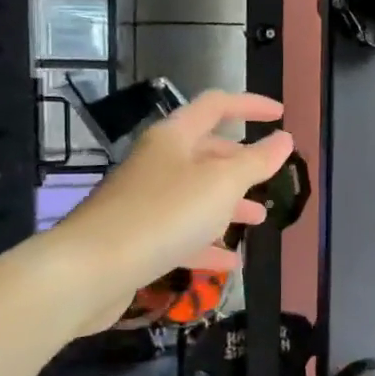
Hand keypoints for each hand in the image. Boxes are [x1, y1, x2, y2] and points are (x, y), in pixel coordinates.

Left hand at [55, 91, 294, 305]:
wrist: (90, 270)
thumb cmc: (164, 214)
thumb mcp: (222, 184)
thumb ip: (256, 161)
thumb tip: (284, 139)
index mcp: (175, 137)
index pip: (217, 105)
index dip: (250, 105)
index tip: (281, 115)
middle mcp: (158, 162)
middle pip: (206, 152)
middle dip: (242, 164)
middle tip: (270, 178)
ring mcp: (144, 200)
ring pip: (196, 195)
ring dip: (229, 205)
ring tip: (259, 220)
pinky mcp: (137, 237)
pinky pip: (180, 232)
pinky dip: (207, 242)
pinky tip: (229, 262)